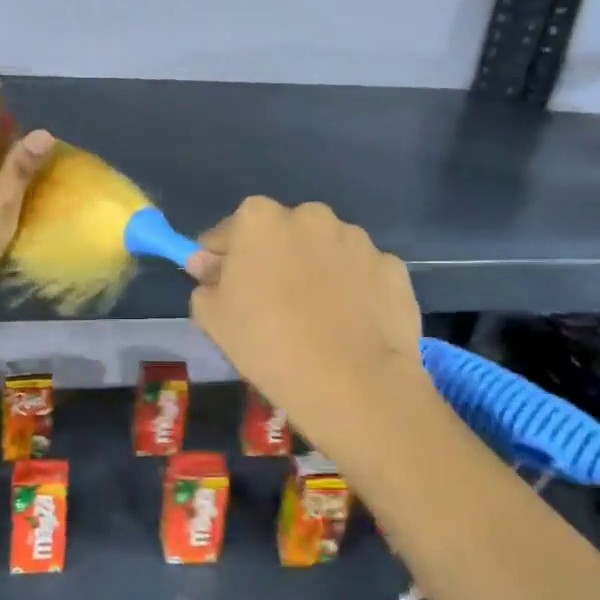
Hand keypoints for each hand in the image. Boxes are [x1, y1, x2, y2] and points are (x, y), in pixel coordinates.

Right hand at [188, 198, 424, 447]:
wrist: (352, 383)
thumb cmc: (267, 344)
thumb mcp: (214, 318)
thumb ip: (206, 282)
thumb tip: (208, 264)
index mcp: (260, 219)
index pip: (231, 230)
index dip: (224, 257)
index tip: (223, 284)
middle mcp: (310, 215)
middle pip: (282, 233)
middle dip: (275, 258)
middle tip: (271, 302)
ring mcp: (357, 239)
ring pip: (325, 250)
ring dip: (316, 270)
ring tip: (317, 317)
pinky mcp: (392, 266)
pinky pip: (361, 273)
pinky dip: (354, 289)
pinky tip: (350, 324)